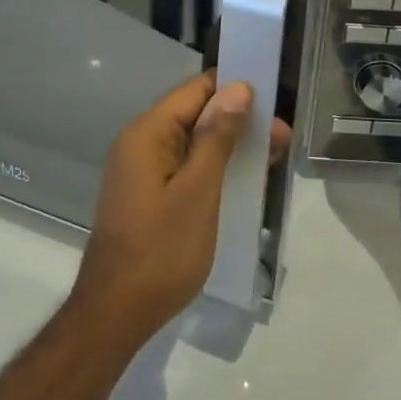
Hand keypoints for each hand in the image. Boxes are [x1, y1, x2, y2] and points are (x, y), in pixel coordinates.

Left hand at [70, 73, 289, 346]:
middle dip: (238, 120)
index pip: (195, 90)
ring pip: (191, 141)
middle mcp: (140, 142)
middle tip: (284, 139)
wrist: (117, 311)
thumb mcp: (199, 191)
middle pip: (194, 114)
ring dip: (229, 145)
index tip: (273, 100)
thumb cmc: (162, 250)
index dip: (234, 89)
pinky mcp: (147, 192)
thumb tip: (237, 88)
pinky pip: (184, 165)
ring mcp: (141, 169)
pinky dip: (212, 167)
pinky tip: (242, 179)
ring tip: (272, 157)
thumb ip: (217, 137)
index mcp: (147, 132)